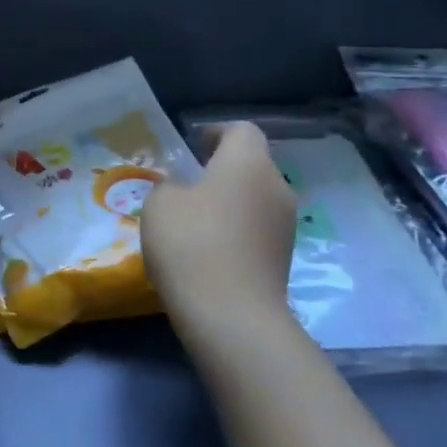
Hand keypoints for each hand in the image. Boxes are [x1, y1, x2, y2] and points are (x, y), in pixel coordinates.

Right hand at [141, 121, 298, 345]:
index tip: (192, 148)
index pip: (242, 130)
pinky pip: (259, 229)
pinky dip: (238, 231)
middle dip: (223, 170)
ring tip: (197, 221)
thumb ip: (171, 185)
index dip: (216, 133)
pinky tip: (211, 251)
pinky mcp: (285, 258)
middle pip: (252, 165)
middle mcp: (277, 186)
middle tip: (189, 185)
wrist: (231, 316)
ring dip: (232, 202)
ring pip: (257, 198)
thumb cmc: (191, 244)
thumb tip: (184, 189)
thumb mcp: (160, 204)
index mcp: (248, 163)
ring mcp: (286, 225)